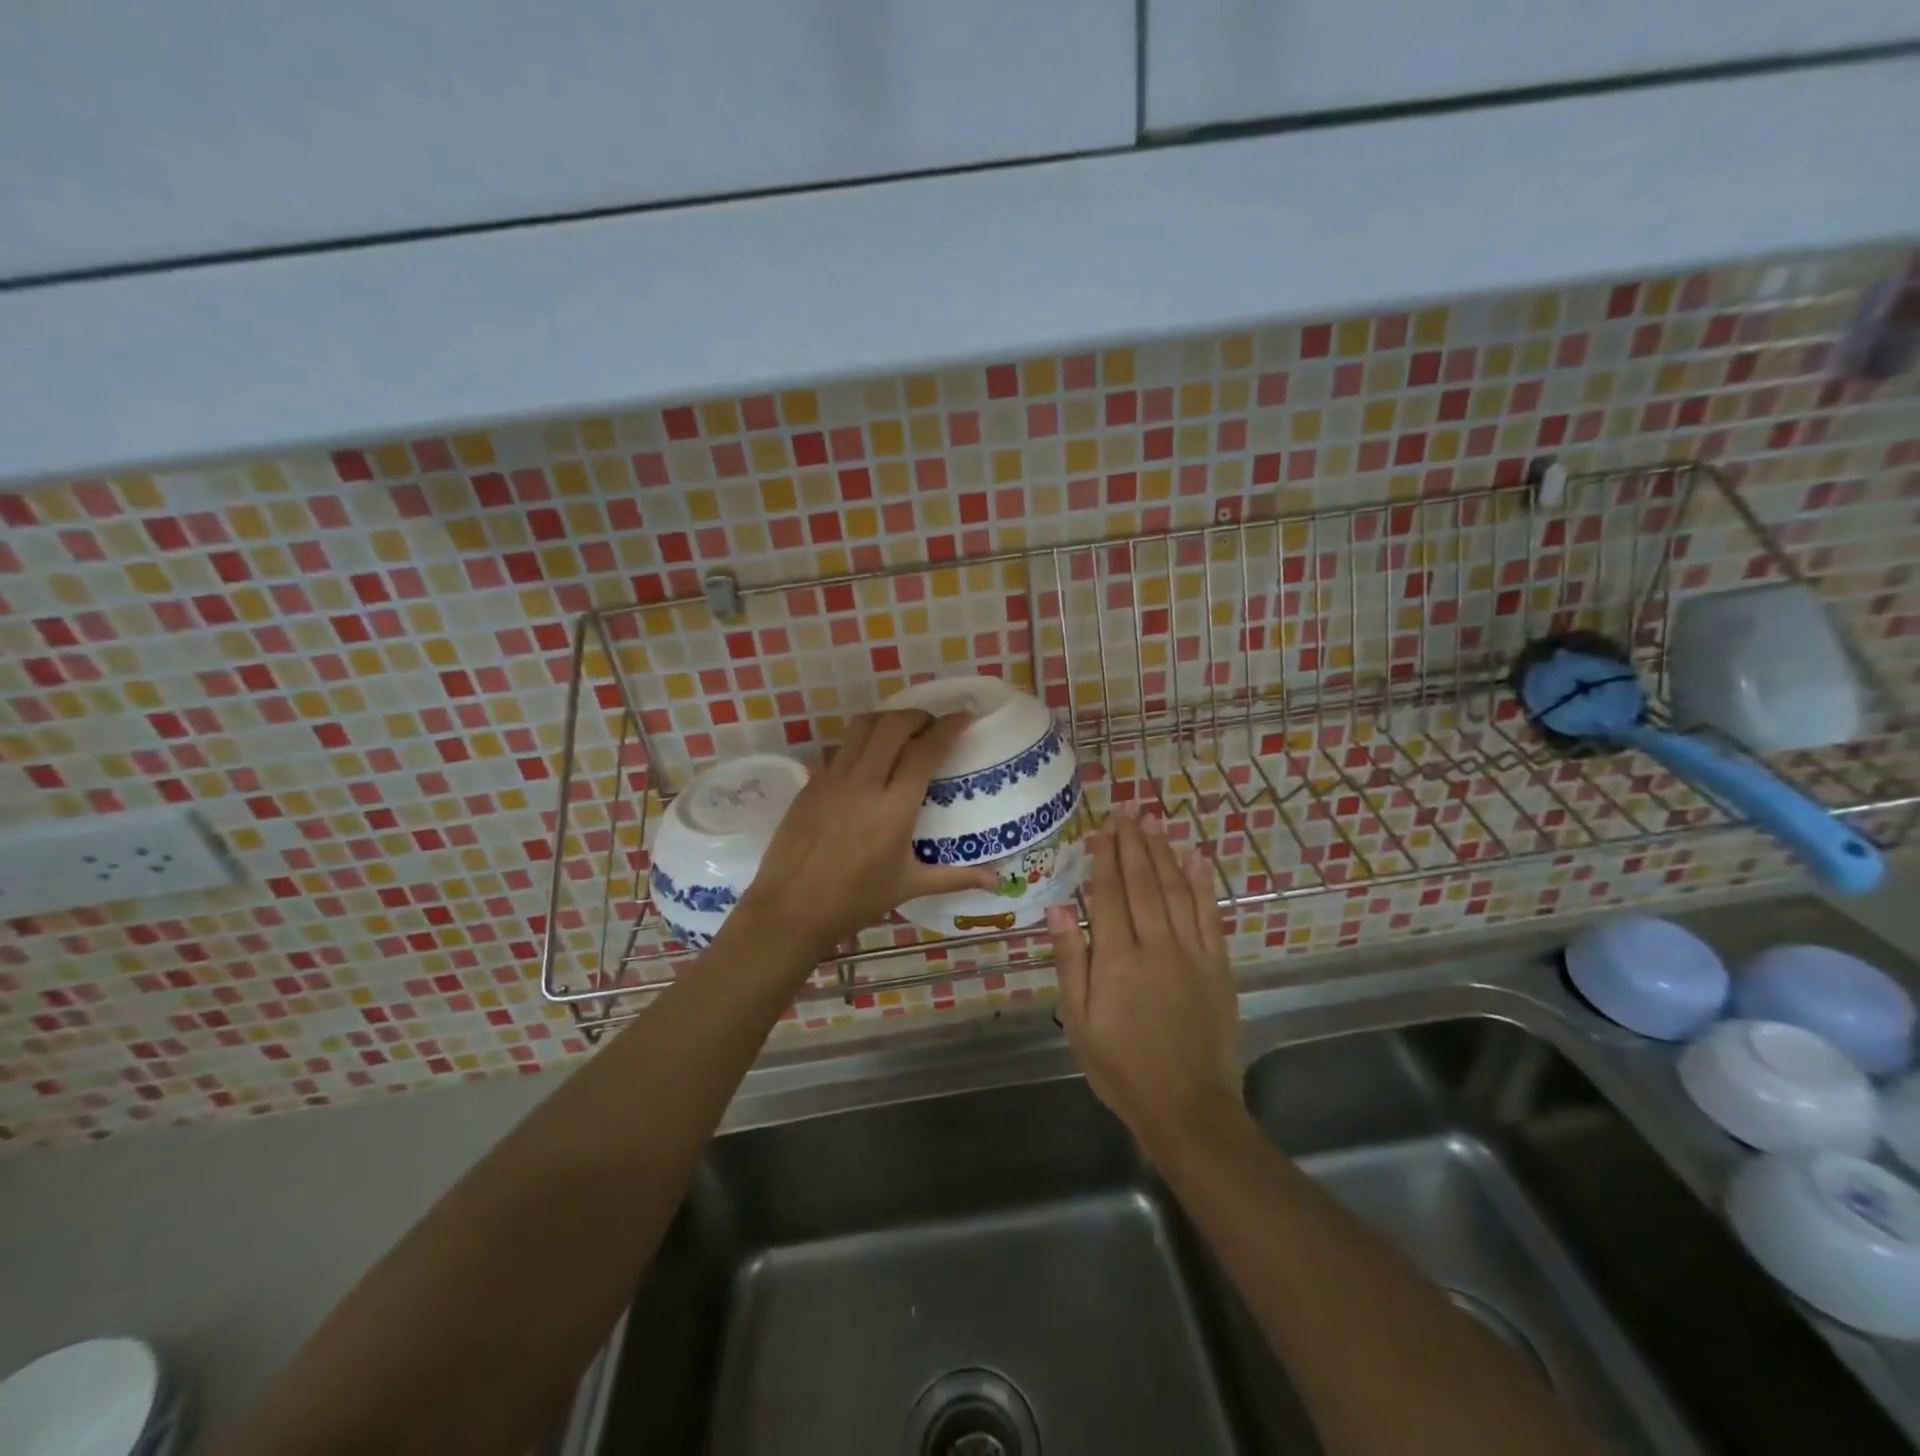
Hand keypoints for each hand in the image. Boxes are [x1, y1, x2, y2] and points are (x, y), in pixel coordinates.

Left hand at [736, 709, 999, 960]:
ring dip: (887, 720)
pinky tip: (869, 761)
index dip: (948, 727)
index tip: (964, 717)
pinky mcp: (811, 783)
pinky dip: (862, 742)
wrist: (790, 909)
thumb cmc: (855, 900)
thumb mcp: (909, 886)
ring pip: (862, 727)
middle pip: (893, 725)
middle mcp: (863, 782)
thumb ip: (956, 877)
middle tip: (933, 726)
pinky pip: (841, 748)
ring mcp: (832, 779)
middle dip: (918, 716)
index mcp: (894, 807)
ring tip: (902, 732)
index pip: (925, 750)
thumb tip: (998, 881)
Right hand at [1047, 809, 1240, 1150]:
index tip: (1102, 828)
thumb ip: (1071, 962)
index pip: (1109, 895)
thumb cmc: (1122, 1067)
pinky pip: (1210, 915)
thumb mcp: (1080, 1021)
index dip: (1105, 858)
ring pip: (1175, 890)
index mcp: (1117, 960)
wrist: (1188, 1107)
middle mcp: (1155, 946)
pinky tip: (1196, 857)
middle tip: (1127, 810)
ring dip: (1163, 852)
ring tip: (1154, 822)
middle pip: (1142, 883)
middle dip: (1133, 844)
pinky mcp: (1218, 966)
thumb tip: (1058, 909)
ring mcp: (1192, 953)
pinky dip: (1203, 883)